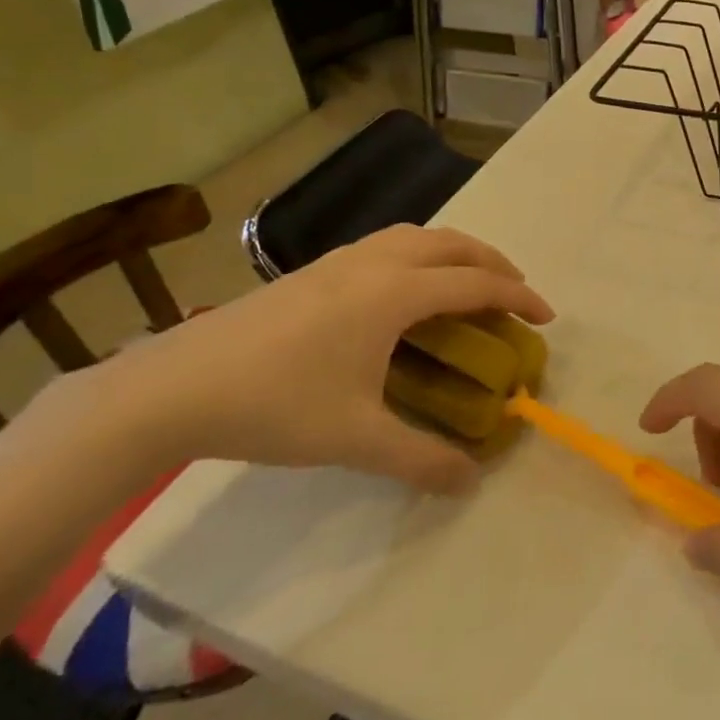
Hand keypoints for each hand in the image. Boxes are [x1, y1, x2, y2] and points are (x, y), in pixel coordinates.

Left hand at [86, 225, 552, 490]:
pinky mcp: (310, 273)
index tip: (546, 317)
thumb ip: (420, 459)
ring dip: (452, 252)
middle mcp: (373, 264)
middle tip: (514, 292)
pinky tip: (402, 294)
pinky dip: (417, 256)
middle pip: (451, 243)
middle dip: (493, 261)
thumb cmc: (274, 405)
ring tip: (465, 284)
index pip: (474, 283)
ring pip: (414, 237)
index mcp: (393, 294)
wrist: (172, 388)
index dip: (518, 297)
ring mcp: (337, 262)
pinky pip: (384, 247)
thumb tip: (471, 482)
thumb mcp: (355, 439)